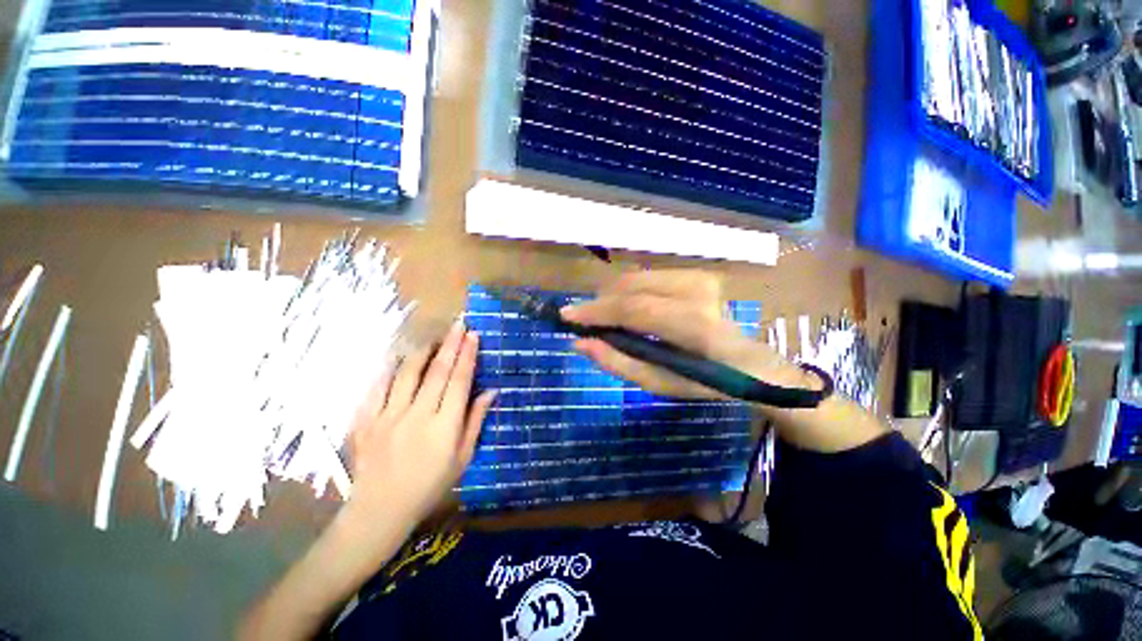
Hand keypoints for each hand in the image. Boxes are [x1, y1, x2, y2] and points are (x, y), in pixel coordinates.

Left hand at [344, 320, 496, 528]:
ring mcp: (388, 416)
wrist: (380, 510)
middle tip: (459, 324)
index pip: (459, 381)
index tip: (473, 336)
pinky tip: (398, 356)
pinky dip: (389, 368)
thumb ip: (476, 421)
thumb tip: (491, 391)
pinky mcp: (365, 420)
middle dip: (451, 344)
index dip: (467, 355)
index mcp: (444, 426)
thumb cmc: (430, 485)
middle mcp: (417, 415)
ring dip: (423, 351)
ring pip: (408, 373)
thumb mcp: (463, 458)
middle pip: (437, 371)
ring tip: (434, 338)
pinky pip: (377, 386)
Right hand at [561, 270, 804, 398]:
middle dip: (601, 302)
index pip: (634, 308)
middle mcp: (697, 291)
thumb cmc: (704, 380)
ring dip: (613, 296)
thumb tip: (579, 343)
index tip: (567, 316)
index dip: (596, 311)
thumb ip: (617, 362)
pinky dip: (628, 291)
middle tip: (585, 321)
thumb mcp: (658, 383)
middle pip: (630, 286)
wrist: (749, 361)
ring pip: (635, 278)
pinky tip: (627, 308)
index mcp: (694, 325)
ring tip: (605, 317)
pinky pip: (647, 277)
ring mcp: (699, 277)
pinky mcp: (696, 273)